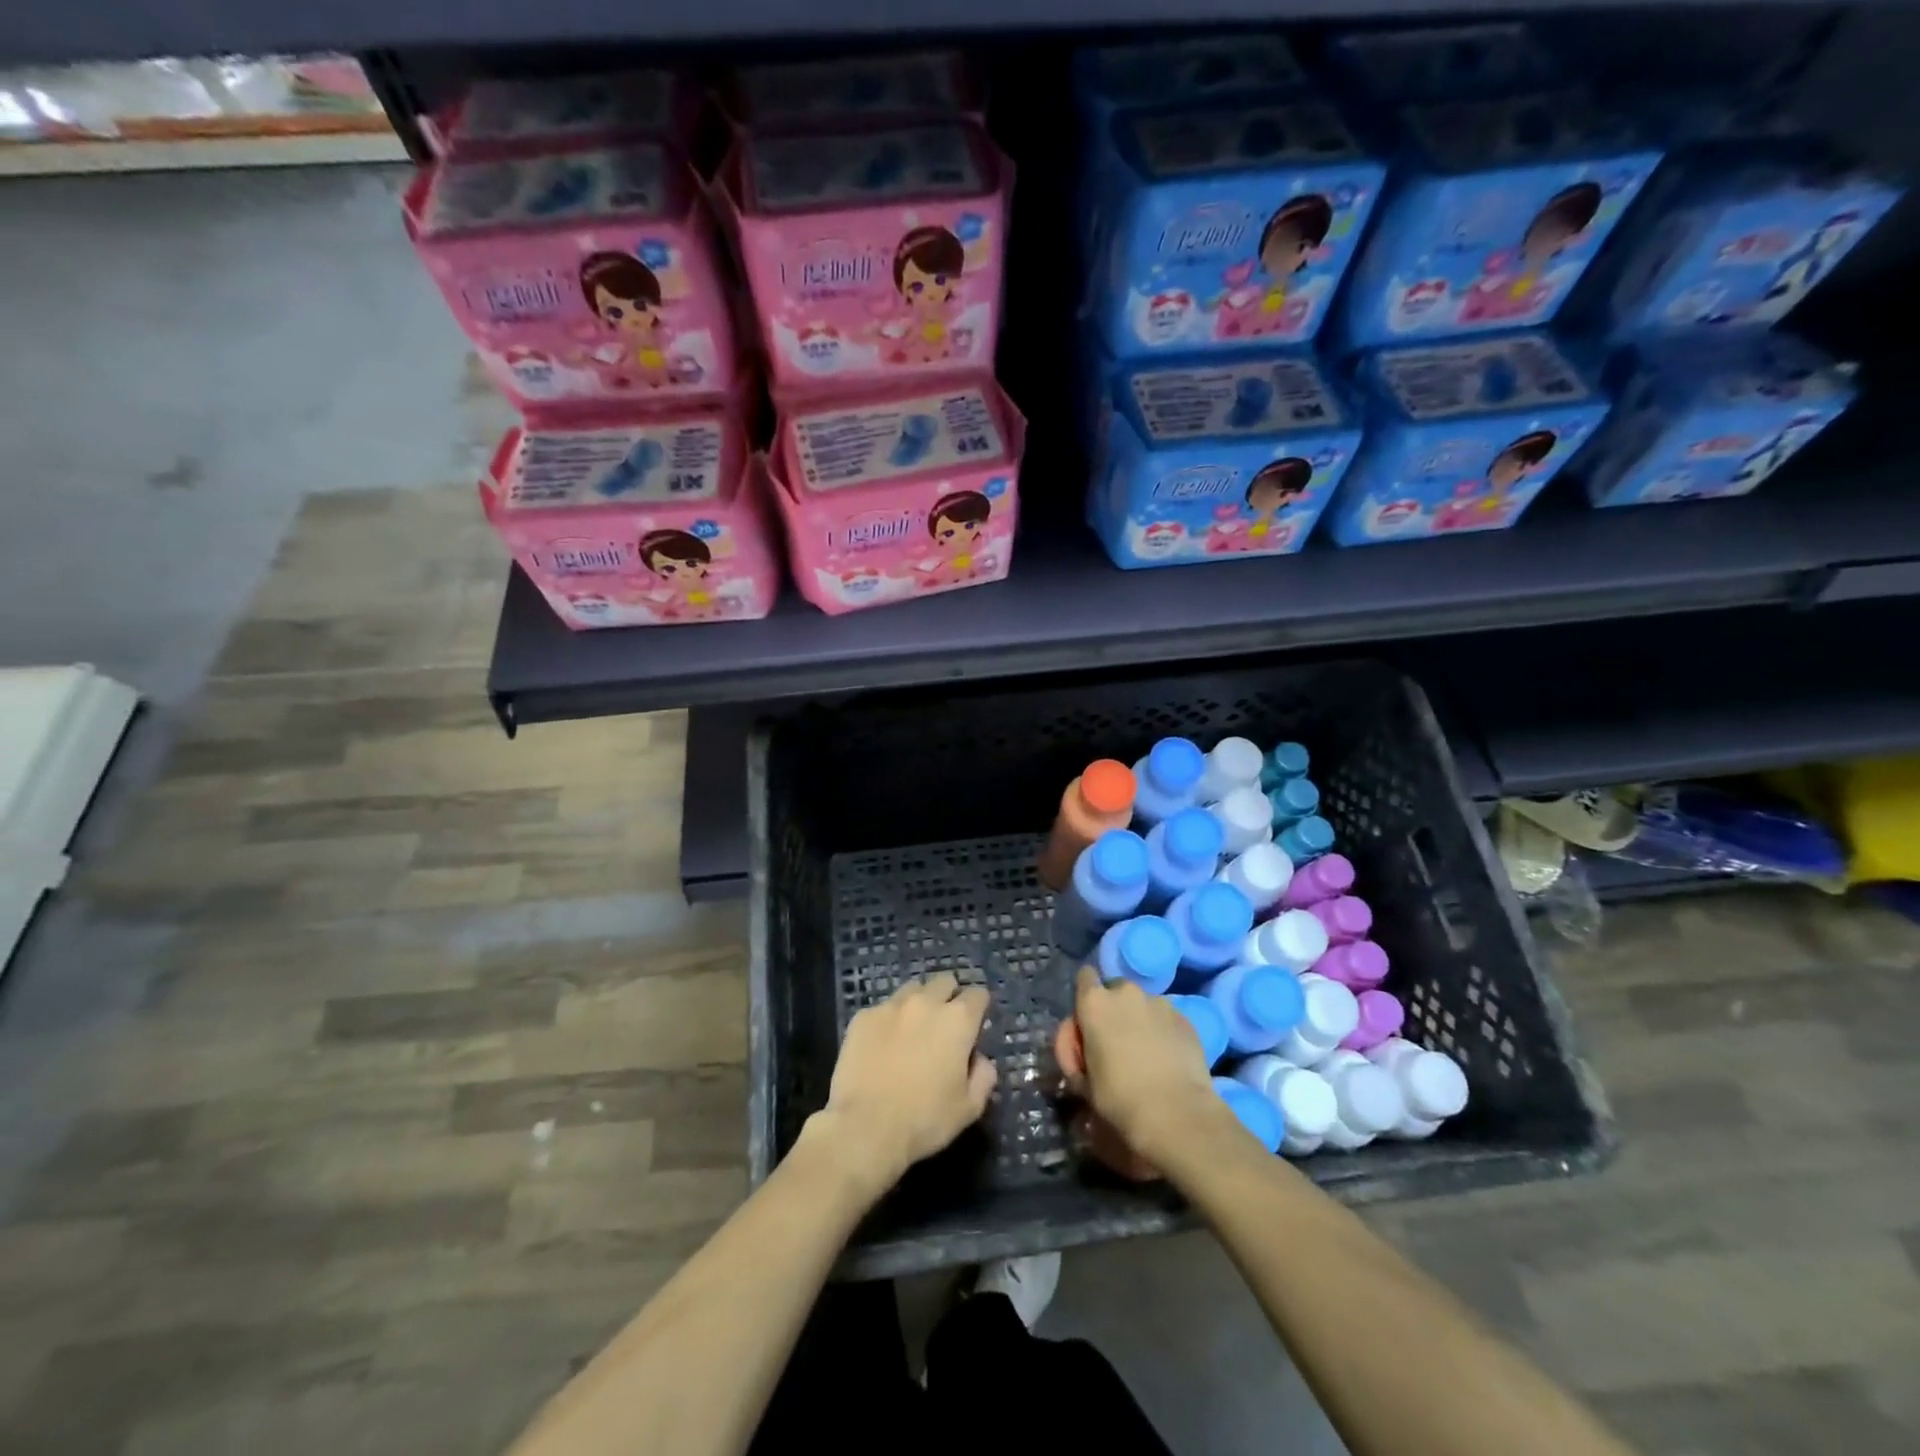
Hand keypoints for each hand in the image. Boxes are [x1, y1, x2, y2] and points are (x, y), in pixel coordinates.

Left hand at [812, 973, 996, 1195]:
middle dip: (949, 996)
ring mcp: (891, 1006)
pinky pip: (883, 1008)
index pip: (978, 994)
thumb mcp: (969, 1108)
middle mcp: (926, 1002)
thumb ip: (983, 1076)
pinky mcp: (863, 1016)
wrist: (865, 1127)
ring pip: (912, 989)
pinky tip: (882, 1045)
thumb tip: (979, 1059)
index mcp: (958, 1020)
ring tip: (912, 1030)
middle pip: (944, 982)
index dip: (978, 1007)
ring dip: (918, 1003)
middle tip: (944, 1025)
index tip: (974, 1025)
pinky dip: (888, 1020)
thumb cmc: (925, 1120)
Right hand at [1070, 966, 1233, 1168]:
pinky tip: (1167, 1059)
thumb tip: (1084, 1052)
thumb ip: (1078, 1055)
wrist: (1177, 1113)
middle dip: (1115, 1009)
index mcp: (1095, 1003)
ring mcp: (1160, 1002)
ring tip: (1146, 1053)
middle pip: (1116, 990)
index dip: (1085, 997)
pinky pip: (1166, 1018)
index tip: (1088, 1022)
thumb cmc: (1120, 1098)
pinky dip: (1164, 1032)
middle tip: (1116, 1042)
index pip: (1085, 977)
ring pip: (1144, 1004)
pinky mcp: (1185, 1018)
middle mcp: (1126, 993)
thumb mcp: (1083, 1081)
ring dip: (1140, 1020)